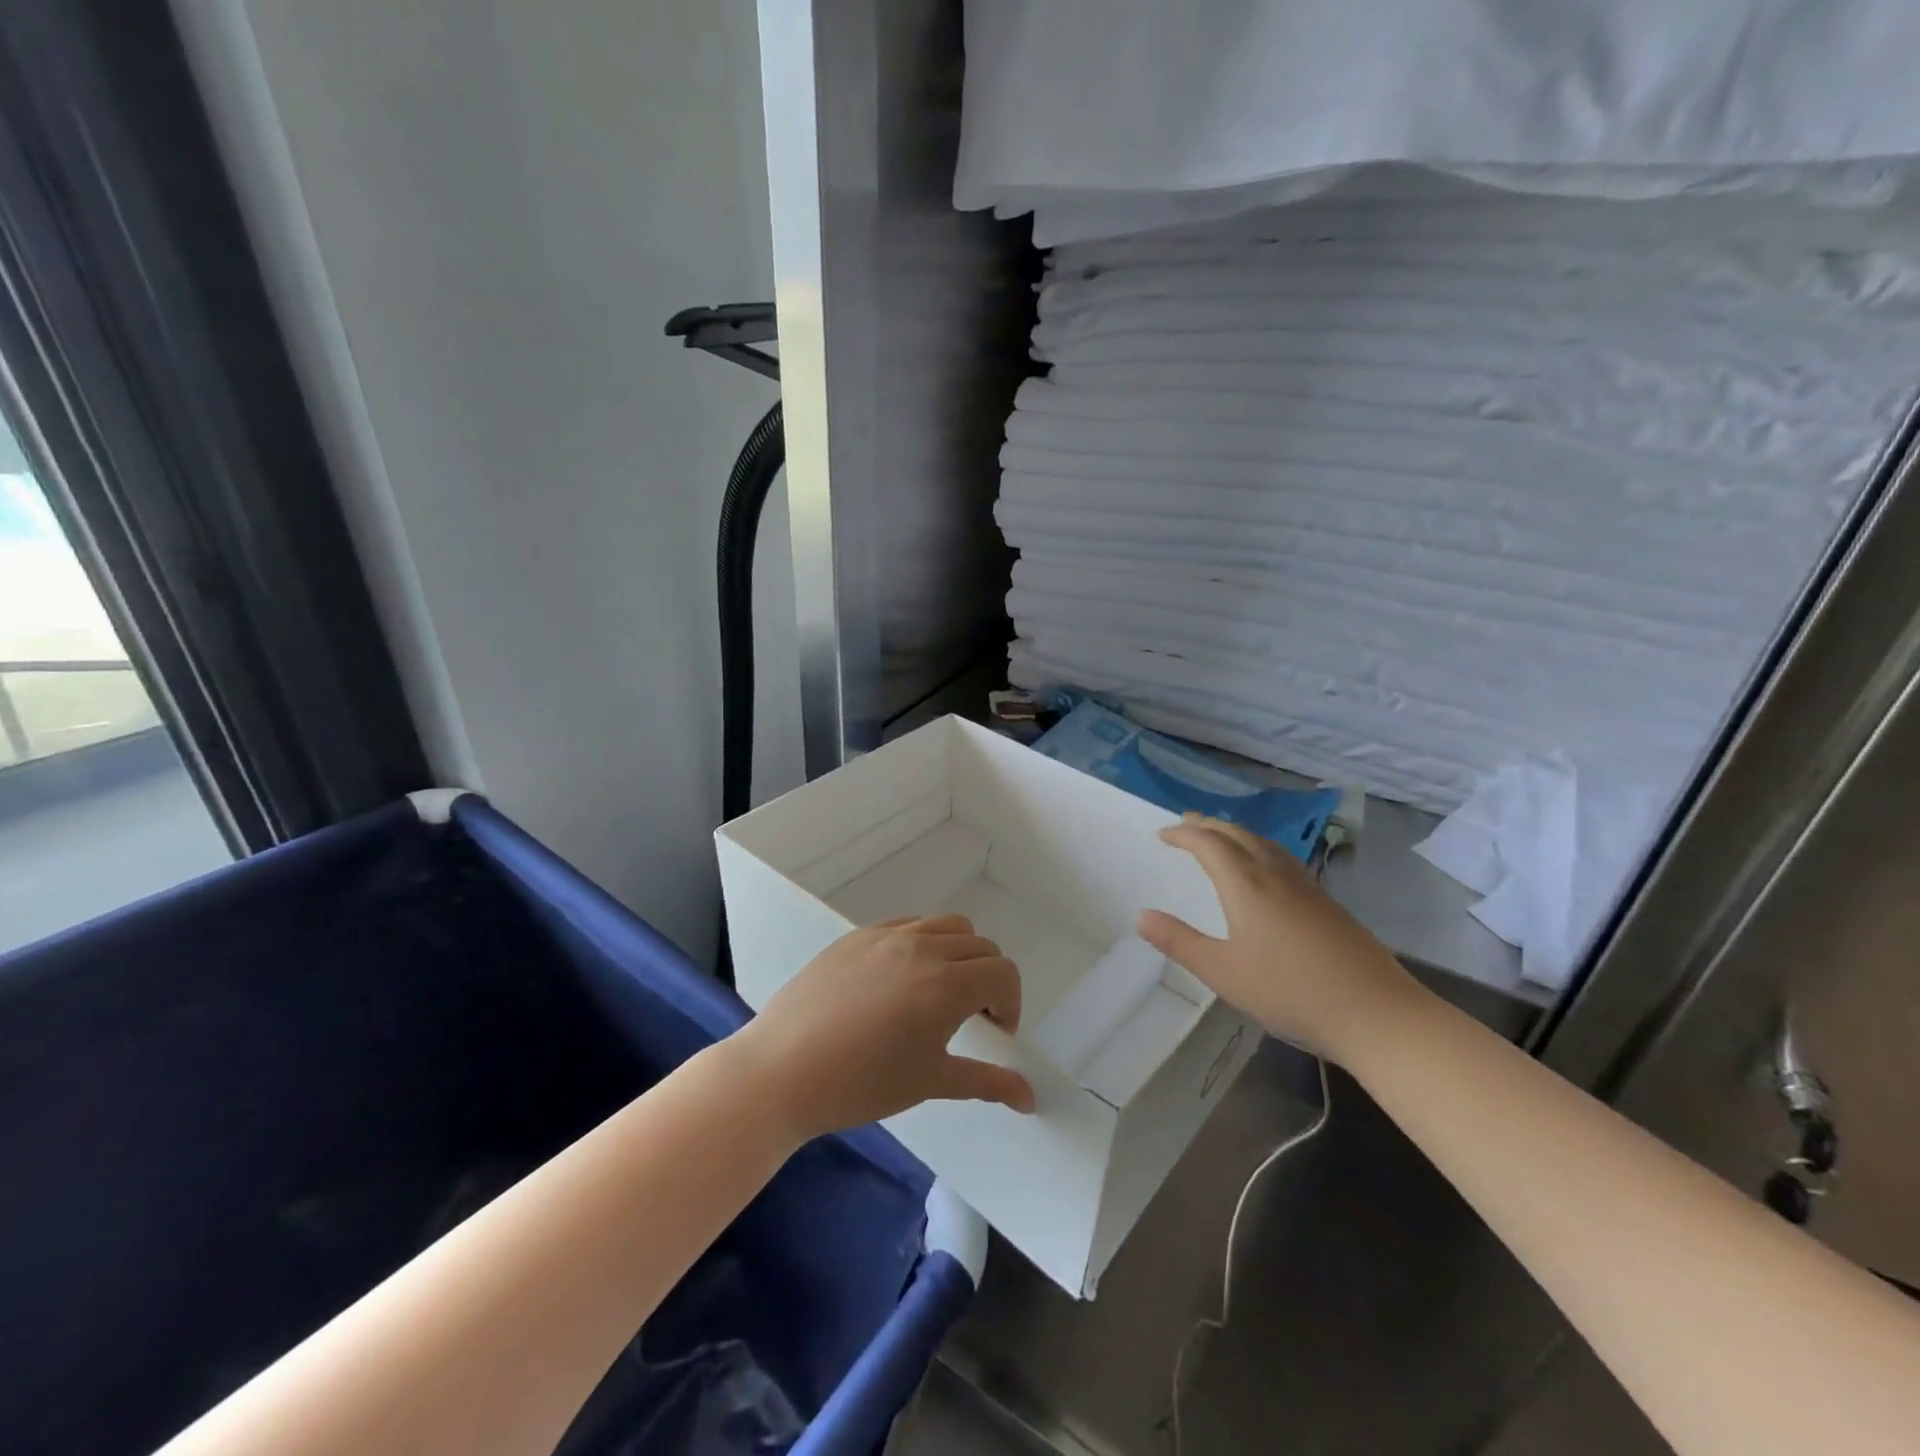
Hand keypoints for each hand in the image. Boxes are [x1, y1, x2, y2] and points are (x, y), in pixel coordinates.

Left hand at [729, 915, 1036, 1142]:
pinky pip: (907, 925)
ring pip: (946, 926)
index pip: (1003, 973)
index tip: (994, 1034)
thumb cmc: (862, 1084)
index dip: (1010, 1004)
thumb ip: (987, 1082)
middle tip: (970, 1018)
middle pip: (980, 946)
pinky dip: (922, 943)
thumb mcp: (931, 1082)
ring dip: (958, 953)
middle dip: (988, 979)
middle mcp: (923, 947)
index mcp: (947, 984)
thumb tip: (1030, 1097)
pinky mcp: (858, 936)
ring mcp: (888, 936)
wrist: (783, 1070)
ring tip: (937, 991)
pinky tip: (899, 980)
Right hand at [1137, 815, 1422, 1060]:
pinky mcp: (1328, 904)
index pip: (1209, 844)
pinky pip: (1284, 859)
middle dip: (1209, 826)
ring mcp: (1307, 887)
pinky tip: (1266, 870)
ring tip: (1221, 837)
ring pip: (1265, 844)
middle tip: (1186, 823)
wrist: (1376, 1013)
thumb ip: (1180, 942)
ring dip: (1237, 834)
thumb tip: (1141, 916)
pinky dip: (1260, 850)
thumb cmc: (1290, 992)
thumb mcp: (1222, 972)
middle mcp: (1276, 875)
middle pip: (1239, 836)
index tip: (1163, 834)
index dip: (1184, 834)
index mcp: (1246, 885)